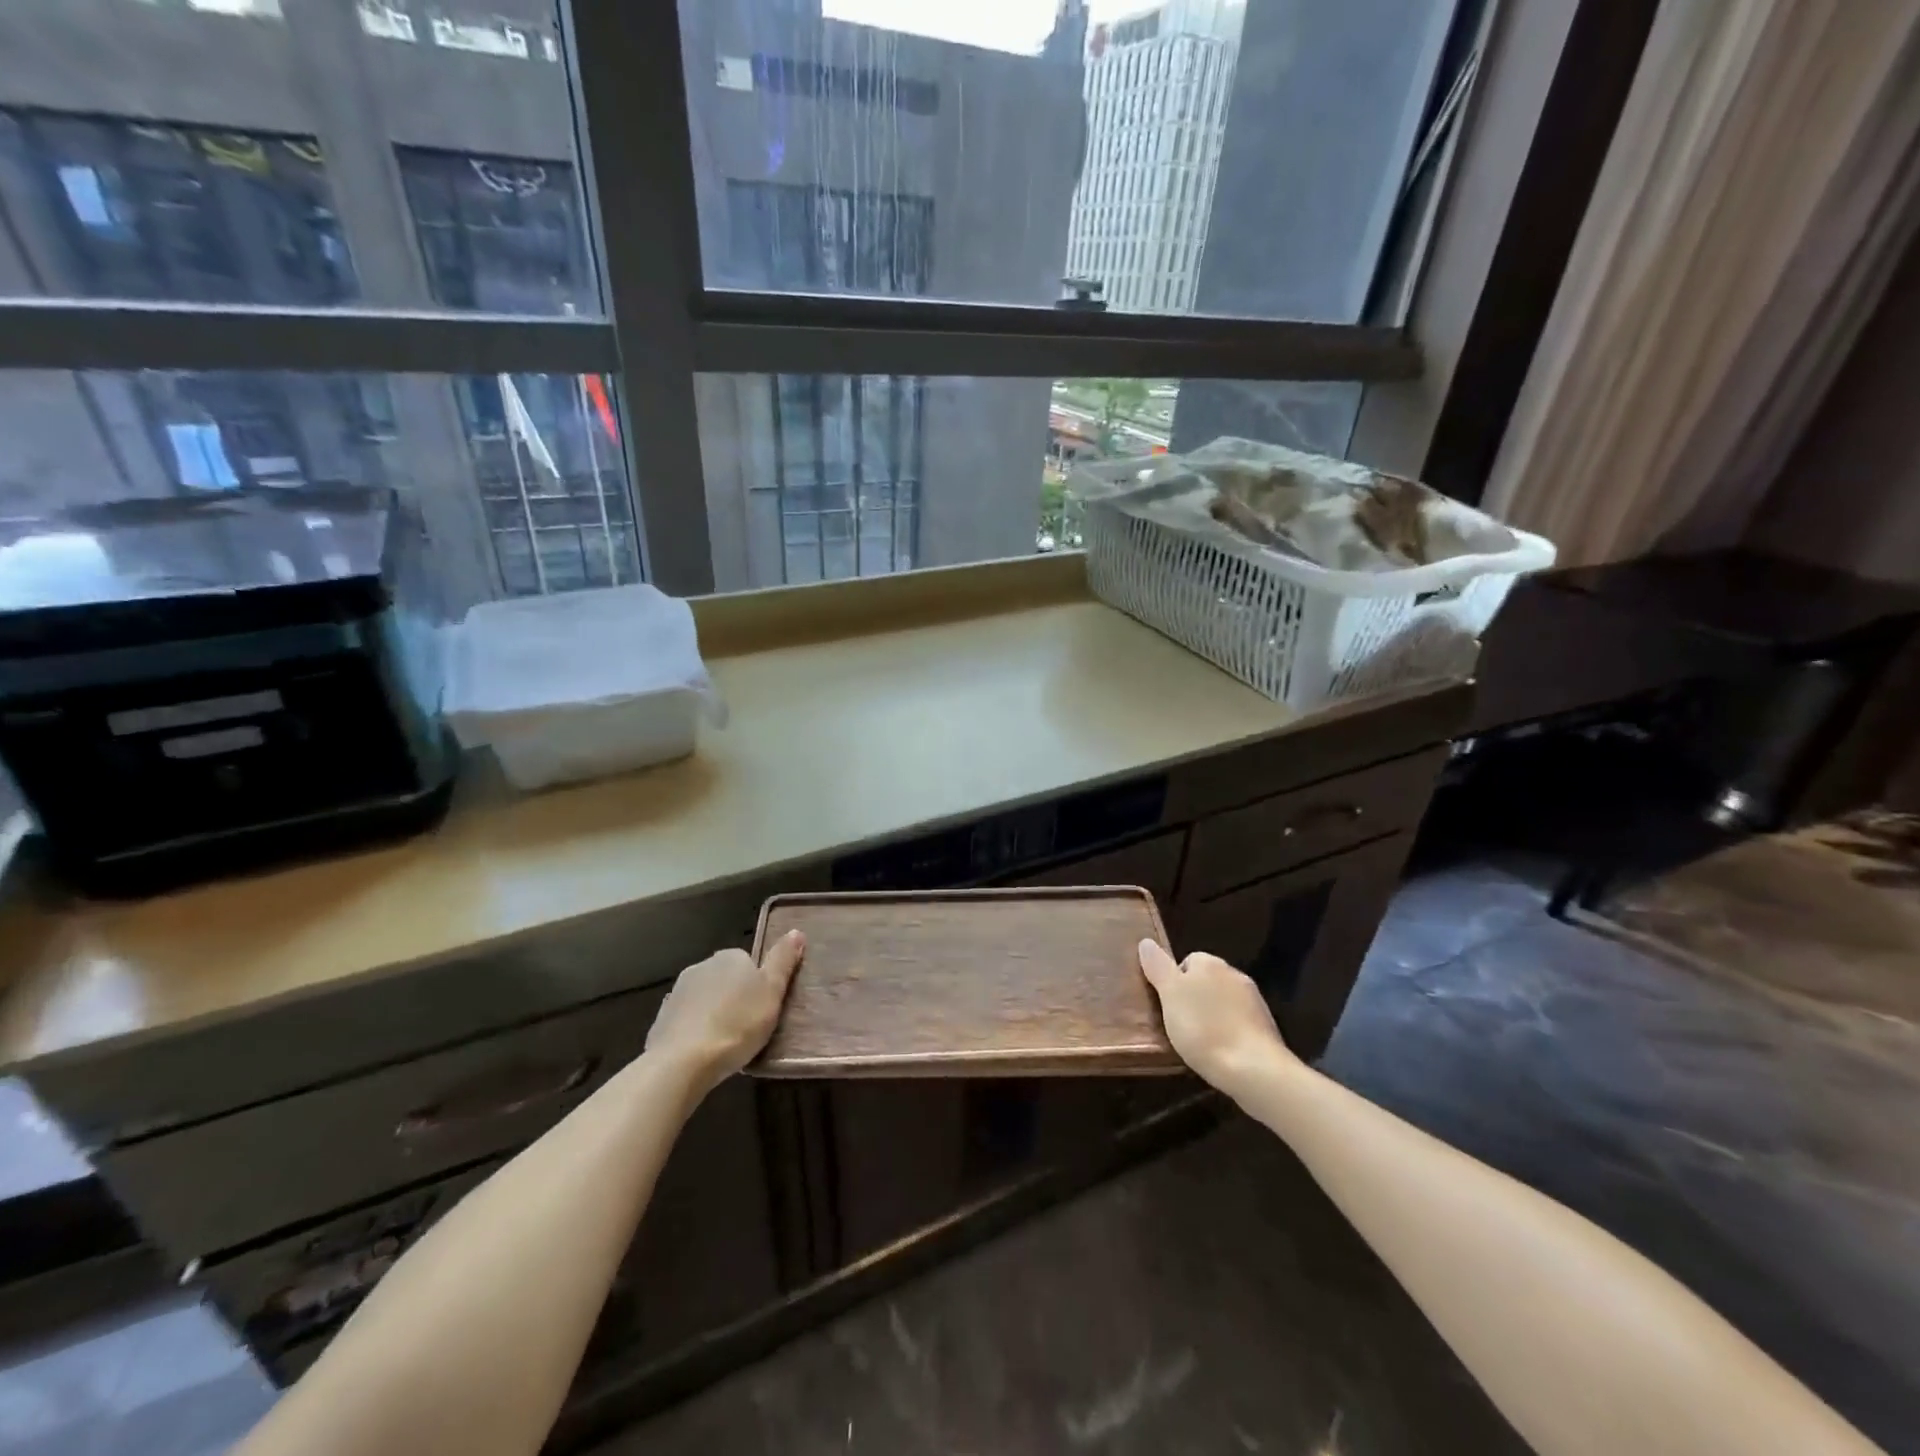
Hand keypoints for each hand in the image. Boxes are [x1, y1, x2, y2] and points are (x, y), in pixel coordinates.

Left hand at [646, 930, 805, 1096]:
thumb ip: (783, 961)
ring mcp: (678, 991)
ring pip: (705, 999)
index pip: (750, 963)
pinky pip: (686, 1020)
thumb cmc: (737, 1024)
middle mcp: (702, 966)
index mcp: (731, 957)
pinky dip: (694, 1030)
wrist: (683, 1061)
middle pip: (726, 980)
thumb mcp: (773, 992)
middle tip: (748, 1027)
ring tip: (725, 1043)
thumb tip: (796, 930)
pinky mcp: (662, 1018)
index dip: (759, 986)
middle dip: (735, 998)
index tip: (764, 1009)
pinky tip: (701, 1052)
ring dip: (714, 1013)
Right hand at [1138, 940, 1296, 1096]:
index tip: (1167, 1005)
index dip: (1174, 982)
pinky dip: (1230, 1032)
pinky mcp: (1267, 1027)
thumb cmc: (1204, 1029)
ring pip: (1224, 1002)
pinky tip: (1221, 1051)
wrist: (1254, 1069)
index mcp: (1209, 963)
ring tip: (1199, 1041)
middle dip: (1194, 998)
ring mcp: (1254, 1001)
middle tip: (1179, 1023)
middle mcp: (1234, 974)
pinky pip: (1239, 1022)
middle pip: (1206, 980)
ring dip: (1213, 1015)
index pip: (1186, 961)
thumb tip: (1146, 942)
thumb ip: (1158, 967)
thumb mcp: (1170, 995)